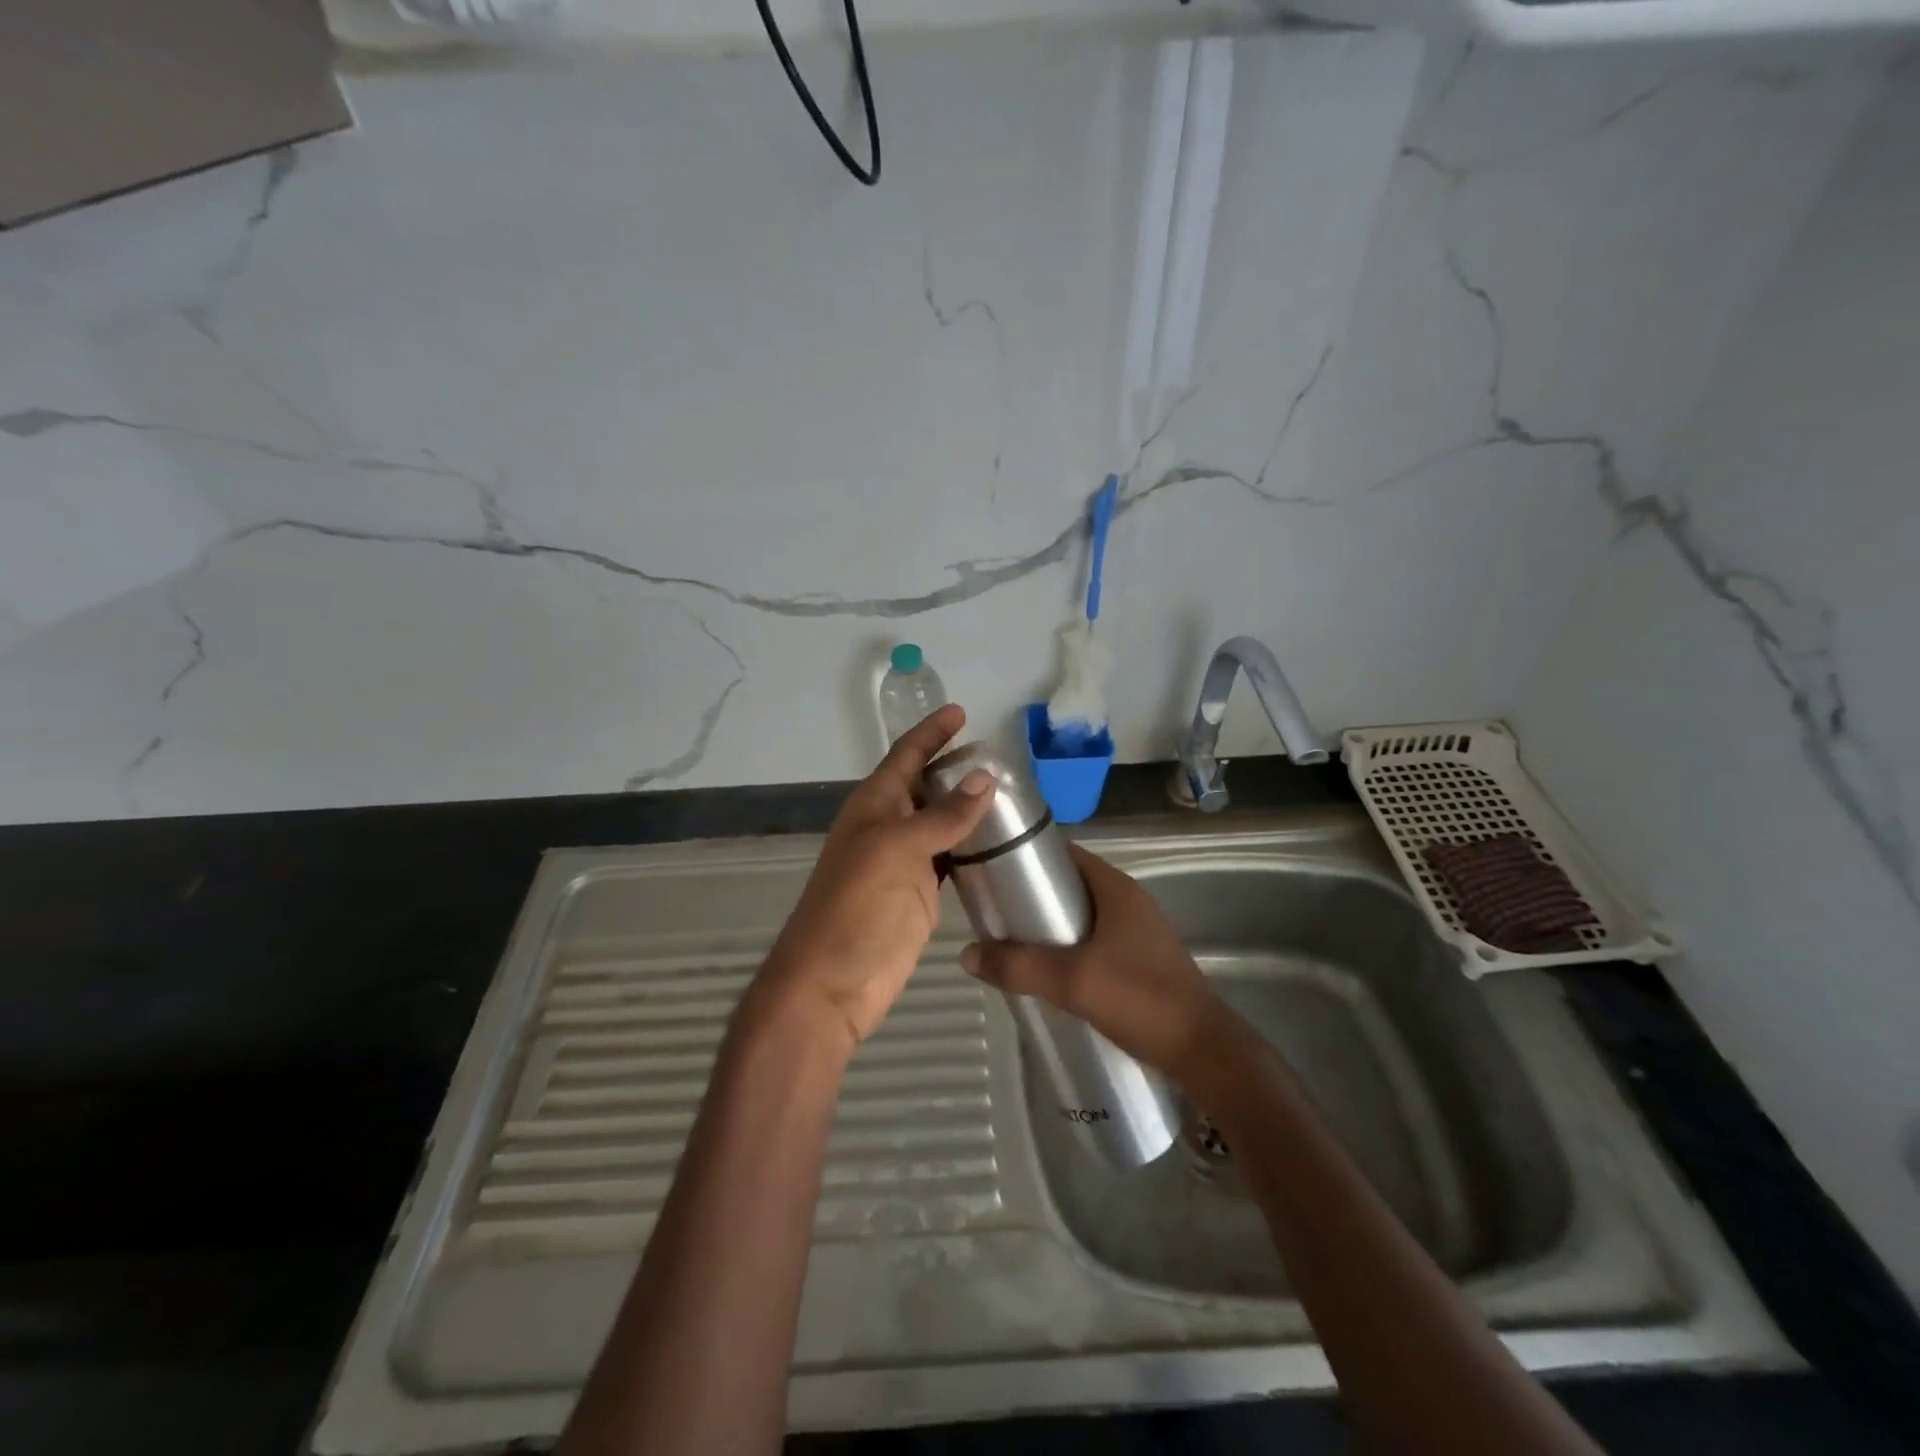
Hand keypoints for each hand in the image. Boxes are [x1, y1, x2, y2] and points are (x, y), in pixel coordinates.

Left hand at [752, 703, 995, 1052]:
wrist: (832, 983)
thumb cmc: (856, 907)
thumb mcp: (896, 850)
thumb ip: (942, 816)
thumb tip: (986, 777)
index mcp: (874, 805)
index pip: (906, 756)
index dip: (932, 733)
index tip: (961, 712)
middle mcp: (889, 826)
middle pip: (926, 786)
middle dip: (956, 768)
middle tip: (1002, 757)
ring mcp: (905, 862)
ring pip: (941, 823)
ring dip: (969, 808)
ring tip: (1012, 795)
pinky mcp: (921, 895)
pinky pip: (951, 859)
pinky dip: (973, 848)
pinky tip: (1001, 843)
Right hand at [959, 843, 1229, 1084]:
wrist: (1203, 1051)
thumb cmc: (1139, 999)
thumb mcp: (1071, 980)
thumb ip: (1018, 966)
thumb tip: (967, 954)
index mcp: (1116, 888)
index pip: (1066, 854)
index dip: (1029, 856)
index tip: (993, 868)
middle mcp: (1128, 901)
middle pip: (1071, 885)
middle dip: (1033, 897)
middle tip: (995, 913)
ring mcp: (1138, 932)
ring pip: (1082, 917)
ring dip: (1050, 927)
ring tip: (1013, 944)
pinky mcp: (1141, 961)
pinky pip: (1095, 942)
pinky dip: (1069, 949)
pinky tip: (1049, 974)